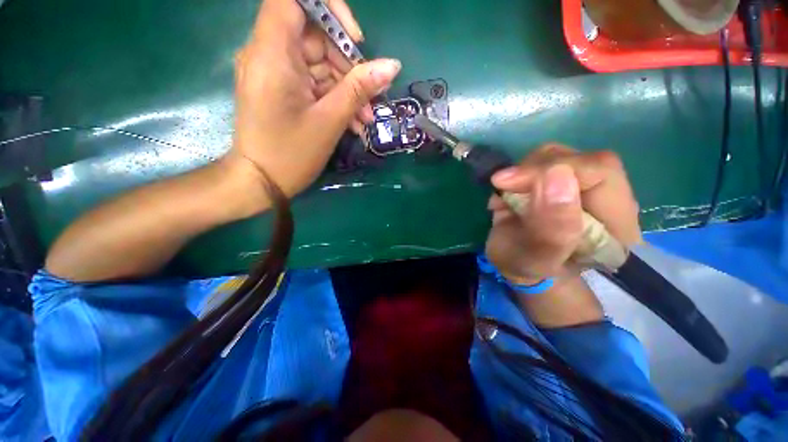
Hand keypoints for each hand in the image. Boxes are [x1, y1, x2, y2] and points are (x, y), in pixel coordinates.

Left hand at [230, 0, 400, 197]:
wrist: (261, 182)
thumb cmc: (291, 153)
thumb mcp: (330, 120)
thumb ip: (360, 88)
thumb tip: (392, 65)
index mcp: (272, 53)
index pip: (294, 0)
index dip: (328, 9)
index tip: (354, 40)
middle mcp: (269, 55)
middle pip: (314, 37)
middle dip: (348, 65)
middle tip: (371, 98)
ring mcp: (275, 74)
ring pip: (318, 64)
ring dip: (346, 89)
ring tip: (365, 119)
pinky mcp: (282, 90)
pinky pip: (313, 83)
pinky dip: (334, 98)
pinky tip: (352, 122)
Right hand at [485, 145, 641, 283]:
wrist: (518, 264)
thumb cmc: (528, 268)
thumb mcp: (536, 260)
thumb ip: (552, 229)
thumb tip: (557, 174)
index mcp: (616, 224)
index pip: (601, 172)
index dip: (556, 170)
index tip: (512, 182)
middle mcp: (605, 198)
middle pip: (580, 159)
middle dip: (535, 170)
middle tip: (505, 187)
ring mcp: (580, 185)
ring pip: (557, 155)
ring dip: (523, 173)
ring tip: (506, 199)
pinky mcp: (558, 179)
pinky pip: (538, 161)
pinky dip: (516, 175)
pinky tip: (507, 196)